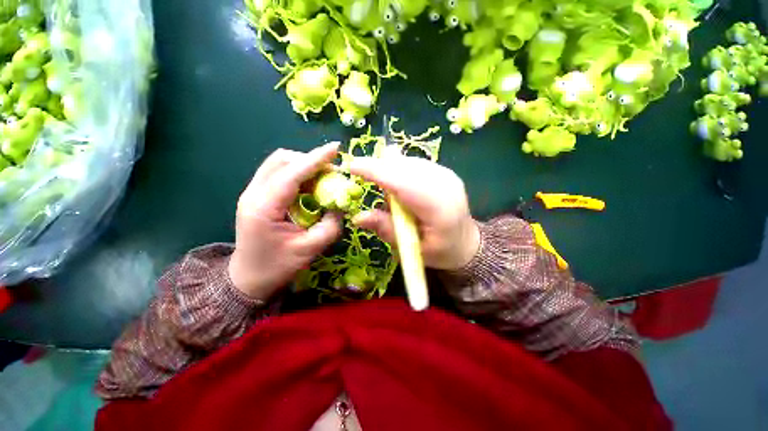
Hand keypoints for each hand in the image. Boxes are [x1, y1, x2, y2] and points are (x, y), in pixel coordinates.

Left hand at [228, 143, 342, 299]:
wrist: (248, 278)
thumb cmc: (277, 266)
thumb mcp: (309, 249)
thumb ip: (330, 226)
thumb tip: (340, 206)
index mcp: (263, 207)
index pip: (292, 173)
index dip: (315, 159)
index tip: (336, 148)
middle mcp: (254, 193)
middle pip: (281, 160)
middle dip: (310, 160)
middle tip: (332, 173)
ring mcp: (253, 192)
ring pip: (279, 163)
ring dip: (304, 165)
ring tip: (323, 179)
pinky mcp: (258, 195)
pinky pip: (279, 173)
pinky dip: (298, 174)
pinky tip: (310, 186)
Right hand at [349, 154, 479, 270]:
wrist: (465, 242)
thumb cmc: (440, 251)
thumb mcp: (412, 249)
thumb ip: (387, 230)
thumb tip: (357, 217)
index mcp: (439, 208)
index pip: (402, 182)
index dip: (376, 172)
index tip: (351, 166)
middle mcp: (445, 184)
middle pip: (404, 166)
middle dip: (378, 167)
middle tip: (360, 173)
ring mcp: (446, 174)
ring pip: (408, 162)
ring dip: (388, 168)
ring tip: (383, 187)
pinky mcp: (443, 171)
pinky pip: (414, 163)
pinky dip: (399, 169)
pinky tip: (397, 185)